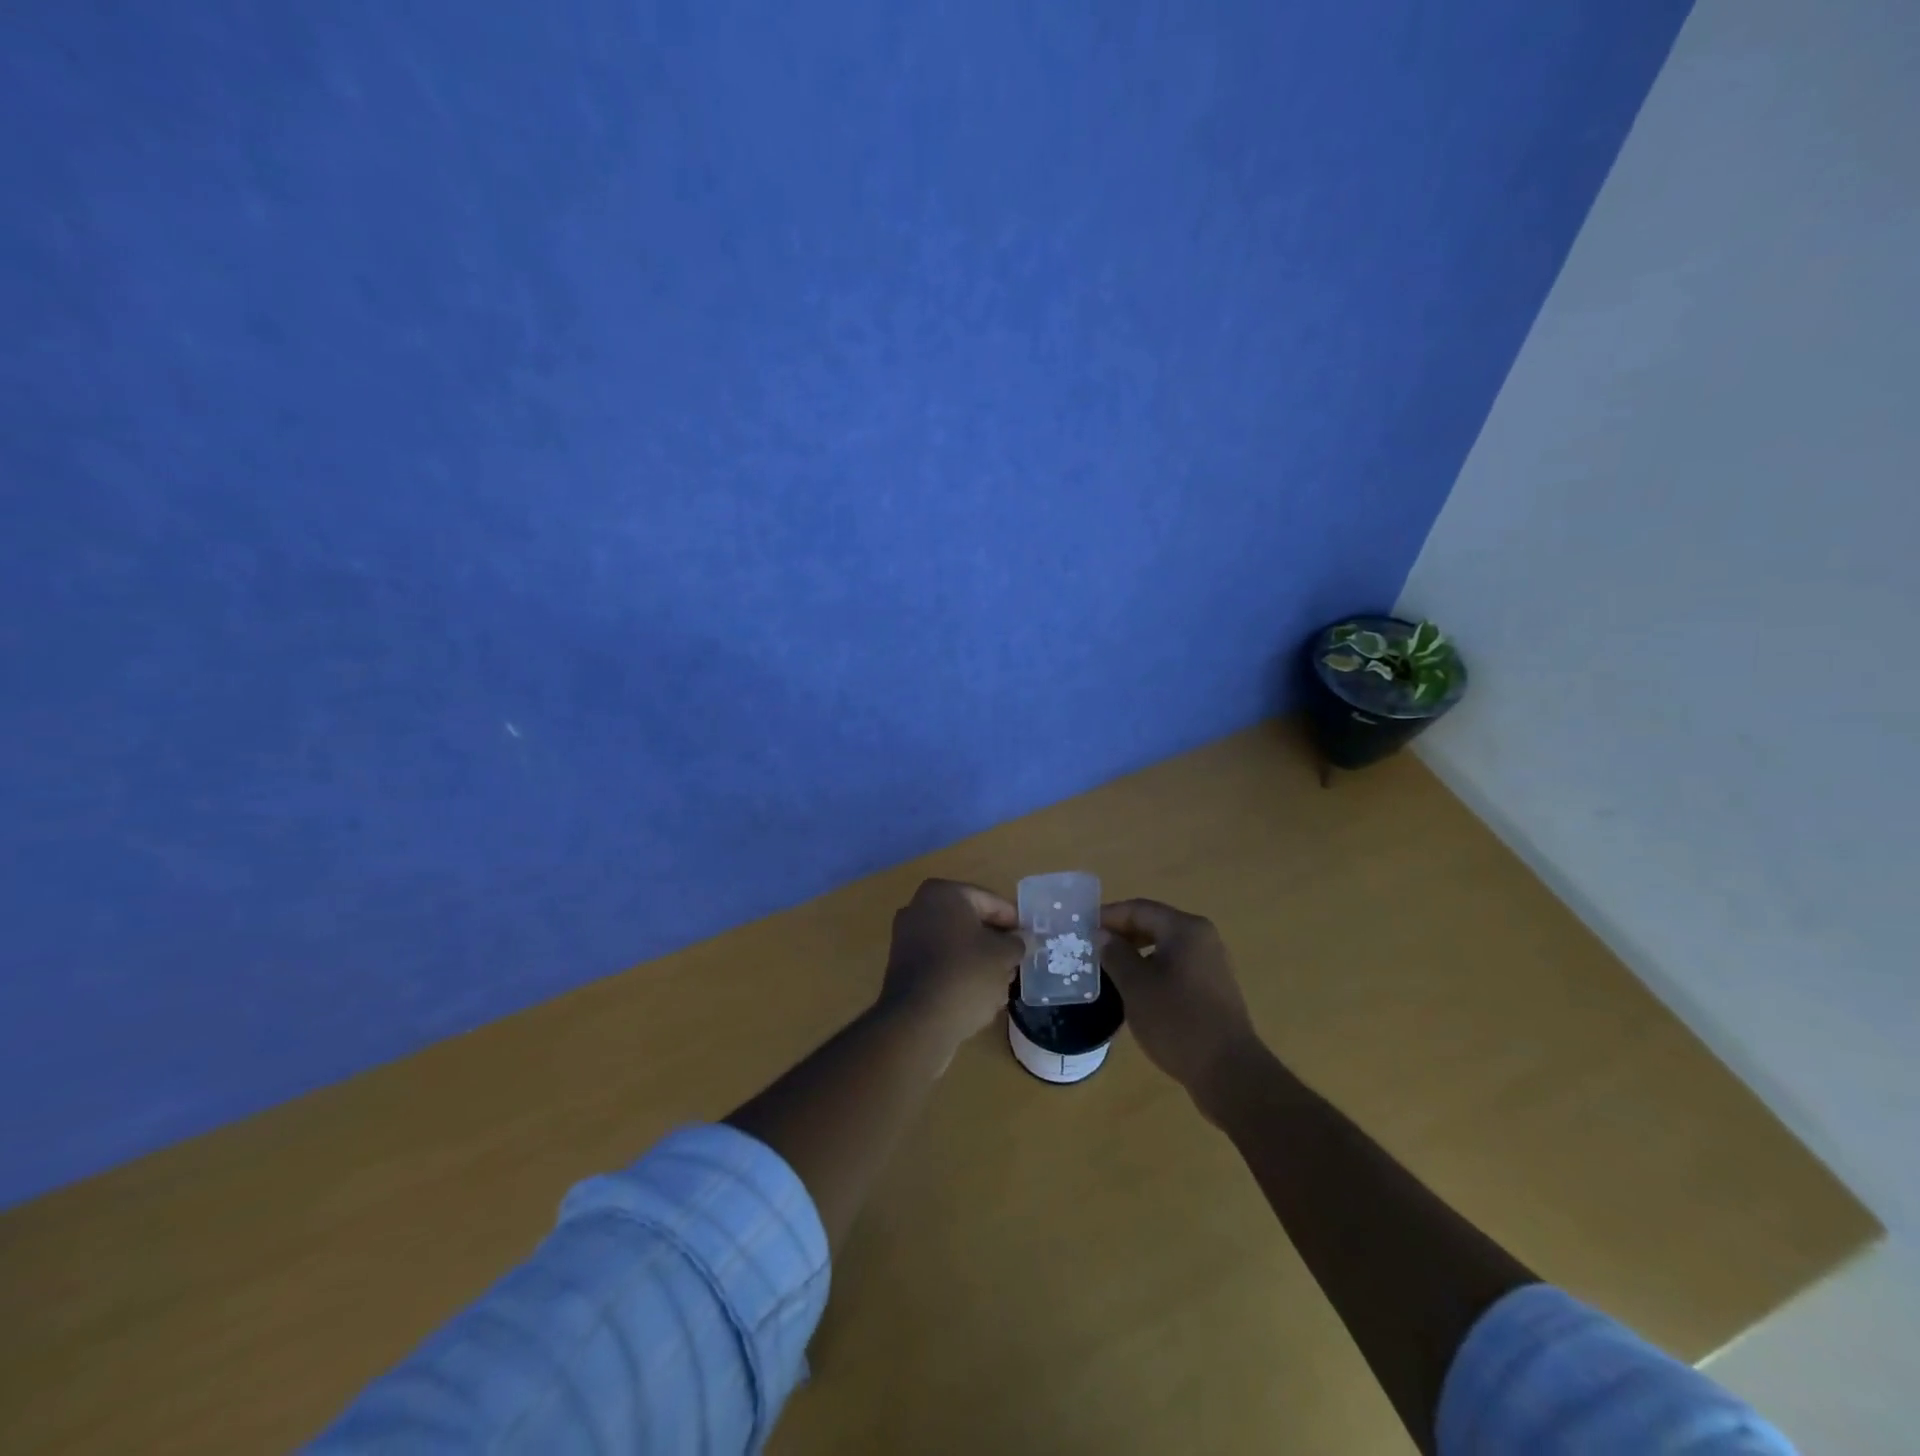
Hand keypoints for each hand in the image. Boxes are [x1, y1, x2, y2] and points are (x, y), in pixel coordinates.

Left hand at [877, 879, 1024, 1049]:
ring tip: (1002, 984)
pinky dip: (958, 974)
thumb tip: (1019, 940)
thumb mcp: (1003, 955)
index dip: (1013, 920)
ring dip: (978, 961)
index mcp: (943, 893)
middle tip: (1017, 962)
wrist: (918, 1021)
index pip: (990, 901)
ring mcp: (907, 938)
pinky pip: (940, 964)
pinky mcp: (903, 968)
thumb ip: (1016, 942)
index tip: (1030, 939)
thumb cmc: (965, 974)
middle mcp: (919, 908)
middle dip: (994, 943)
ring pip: (955, 945)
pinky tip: (978, 997)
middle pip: (970, 923)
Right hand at [1099, 898, 1262, 1102]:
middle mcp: (1202, 937)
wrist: (1229, 1072)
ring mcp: (1210, 963)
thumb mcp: (1136, 986)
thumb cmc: (1178, 1022)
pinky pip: (1175, 964)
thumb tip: (1102, 935)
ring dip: (1134, 951)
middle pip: (1153, 923)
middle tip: (1090, 947)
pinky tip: (1134, 987)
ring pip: (1163, 945)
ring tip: (1107, 966)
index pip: (1138, 909)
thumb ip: (1115, 954)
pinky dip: (1151, 967)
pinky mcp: (1212, 987)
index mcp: (1185, 929)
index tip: (1081, 928)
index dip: (1108, 916)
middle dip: (1120, 933)